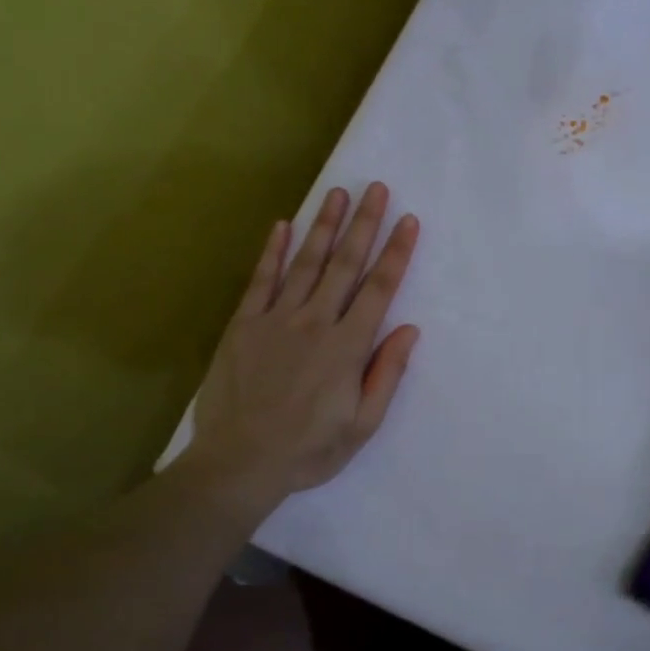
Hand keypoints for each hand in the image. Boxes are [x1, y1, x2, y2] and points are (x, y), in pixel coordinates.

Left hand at [183, 183, 419, 506]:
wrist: (239, 462)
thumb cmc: (308, 450)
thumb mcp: (362, 426)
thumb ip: (386, 374)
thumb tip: (409, 330)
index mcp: (347, 348)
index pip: (379, 290)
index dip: (396, 253)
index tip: (409, 221)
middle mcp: (315, 323)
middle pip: (345, 265)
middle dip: (365, 224)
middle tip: (377, 188)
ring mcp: (275, 320)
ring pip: (306, 263)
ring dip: (324, 226)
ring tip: (338, 193)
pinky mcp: (244, 325)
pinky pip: (261, 281)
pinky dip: (272, 252)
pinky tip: (282, 225)